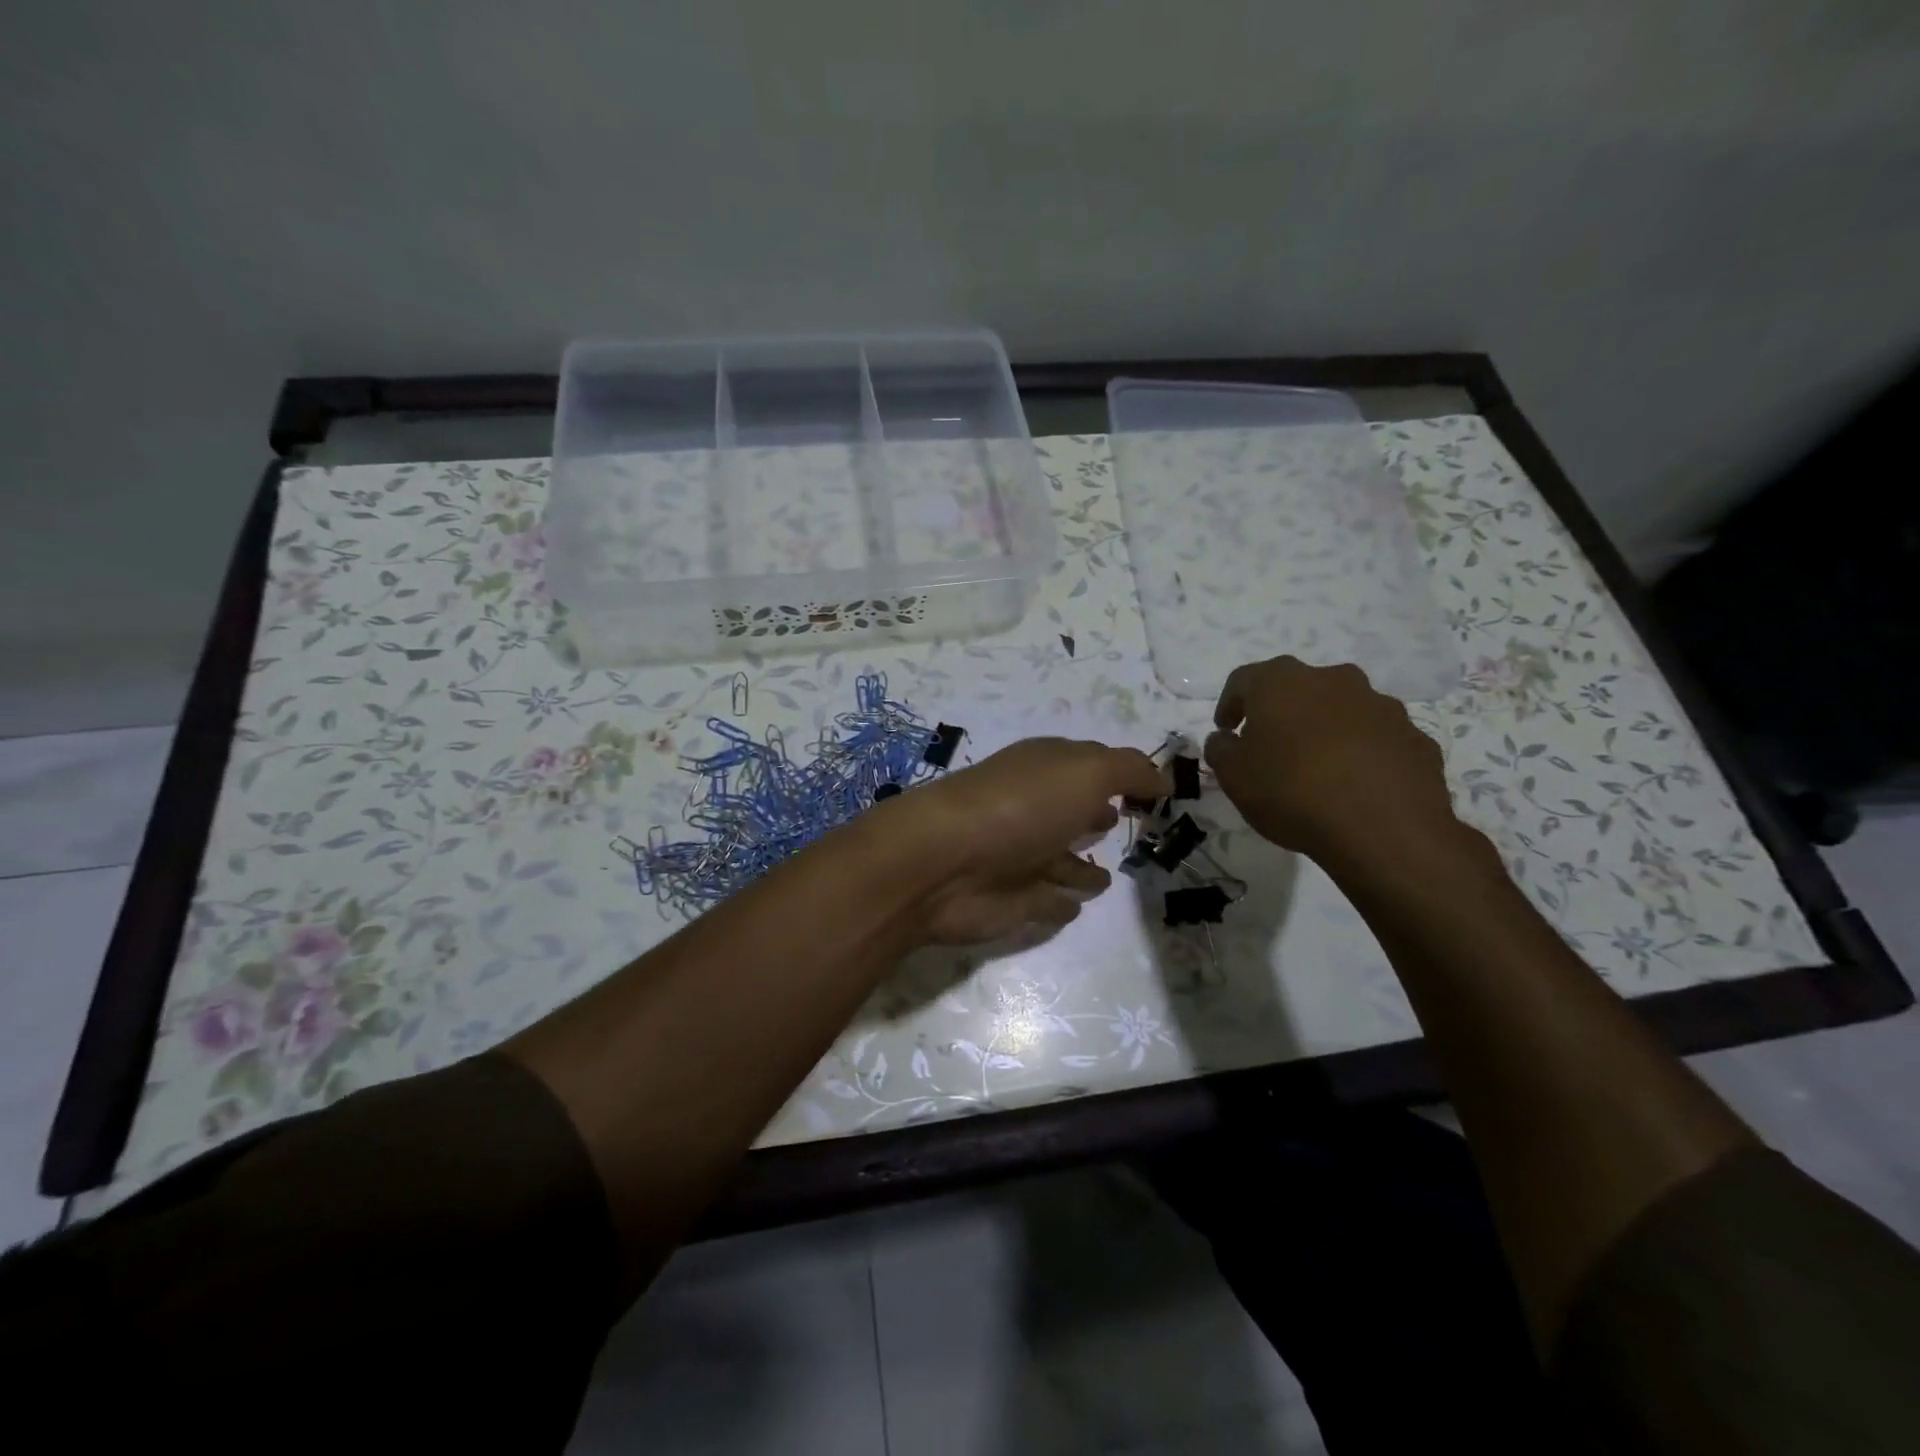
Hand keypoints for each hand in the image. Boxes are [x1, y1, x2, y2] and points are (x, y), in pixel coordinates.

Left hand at [881, 737, 1170, 944]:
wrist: (944, 864)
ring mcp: (1021, 856)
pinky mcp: (1014, 900)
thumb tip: (1163, 779)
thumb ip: (1129, 771)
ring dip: (1081, 866)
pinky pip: (1047, 900)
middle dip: (1097, 815)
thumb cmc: (1019, 806)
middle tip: (1133, 823)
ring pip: (1060, 859)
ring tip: (1108, 876)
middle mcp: (1033, 808)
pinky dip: (1061, 902)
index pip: (1089, 764)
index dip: (1121, 773)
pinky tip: (1075, 906)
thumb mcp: (1085, 772)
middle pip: (1072, 811)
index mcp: (1045, 769)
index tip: (1156, 789)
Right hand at [1205, 657, 1462, 866]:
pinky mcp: (1413, 736)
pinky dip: (1361, 752)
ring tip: (1316, 769)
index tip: (1226, 731)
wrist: (1384, 830)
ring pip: (1341, 709)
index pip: (1244, 680)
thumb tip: (1225, 739)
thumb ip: (1221, 750)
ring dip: (1324, 729)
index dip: (1230, 704)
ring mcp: (1381, 705)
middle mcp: (1333, 680)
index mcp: (1282, 682)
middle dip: (1281, 713)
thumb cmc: (1292, 792)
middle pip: (1297, 688)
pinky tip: (1354, 785)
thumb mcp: (1234, 776)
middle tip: (1270, 746)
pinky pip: (1376, 738)